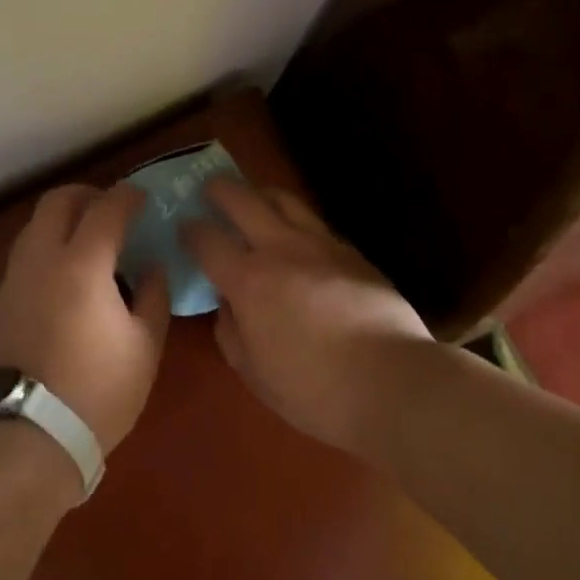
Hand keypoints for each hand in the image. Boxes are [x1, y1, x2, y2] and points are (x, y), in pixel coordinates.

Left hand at [0, 183, 170, 454]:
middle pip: (58, 200)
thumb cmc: (97, 390)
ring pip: (36, 223)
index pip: (106, 207)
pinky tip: (67, 274)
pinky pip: (26, 251)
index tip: (144, 198)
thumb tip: (152, 266)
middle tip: (112, 211)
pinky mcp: (1, 299)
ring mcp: (16, 277)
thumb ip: (154, 295)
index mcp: (82, 263)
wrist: (28, 436)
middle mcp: (43, 257)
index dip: (128, 196)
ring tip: (90, 240)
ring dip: (64, 218)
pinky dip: (48, 244)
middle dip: (88, 195)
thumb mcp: (145, 346)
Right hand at [184, 180, 434, 454]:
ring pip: (284, 199)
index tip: (184, 227)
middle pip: (243, 200)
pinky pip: (315, 221)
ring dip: (260, 193)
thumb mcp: (255, 374)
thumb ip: (231, 332)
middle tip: (211, 189)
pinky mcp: (352, 251)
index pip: (208, 240)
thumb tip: (227, 304)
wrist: (394, 382)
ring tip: (254, 198)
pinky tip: (298, 234)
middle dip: (221, 190)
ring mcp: (320, 244)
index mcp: (249, 280)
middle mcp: (281, 249)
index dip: (191, 230)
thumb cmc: (316, 390)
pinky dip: (296, 219)